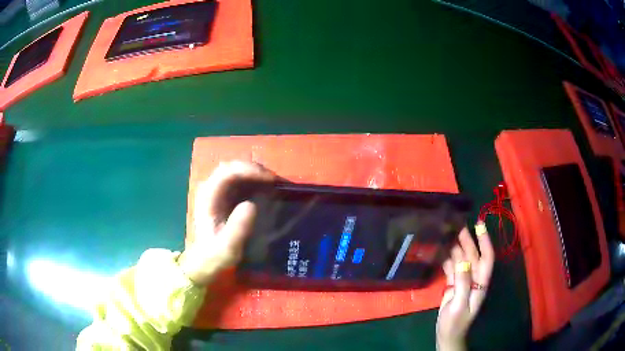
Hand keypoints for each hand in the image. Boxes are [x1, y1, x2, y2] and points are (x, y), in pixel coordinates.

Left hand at [178, 161, 275, 285]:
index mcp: (208, 196)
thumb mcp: (228, 247)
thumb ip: (237, 228)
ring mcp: (216, 191)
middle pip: (232, 167)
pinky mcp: (223, 196)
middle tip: (274, 180)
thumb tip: (251, 205)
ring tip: (273, 183)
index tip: (269, 179)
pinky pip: (238, 180)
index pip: (227, 172)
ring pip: (235, 171)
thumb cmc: (216, 254)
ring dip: (254, 173)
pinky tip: (264, 188)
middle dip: (254, 169)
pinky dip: (253, 180)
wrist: (206, 260)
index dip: (249, 170)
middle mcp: (210, 188)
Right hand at [436, 223, 494, 350]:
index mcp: (480, 283)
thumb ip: (463, 284)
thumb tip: (463, 262)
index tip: (479, 225)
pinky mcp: (454, 286)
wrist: (447, 335)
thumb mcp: (459, 305)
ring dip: (457, 248)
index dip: (485, 241)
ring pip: (462, 260)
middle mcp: (474, 279)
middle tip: (458, 225)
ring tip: (449, 234)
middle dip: (468, 241)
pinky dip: (448, 259)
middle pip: (473, 256)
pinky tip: (442, 251)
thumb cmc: (455, 323)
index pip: (487, 258)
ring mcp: (464, 282)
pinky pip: (452, 269)